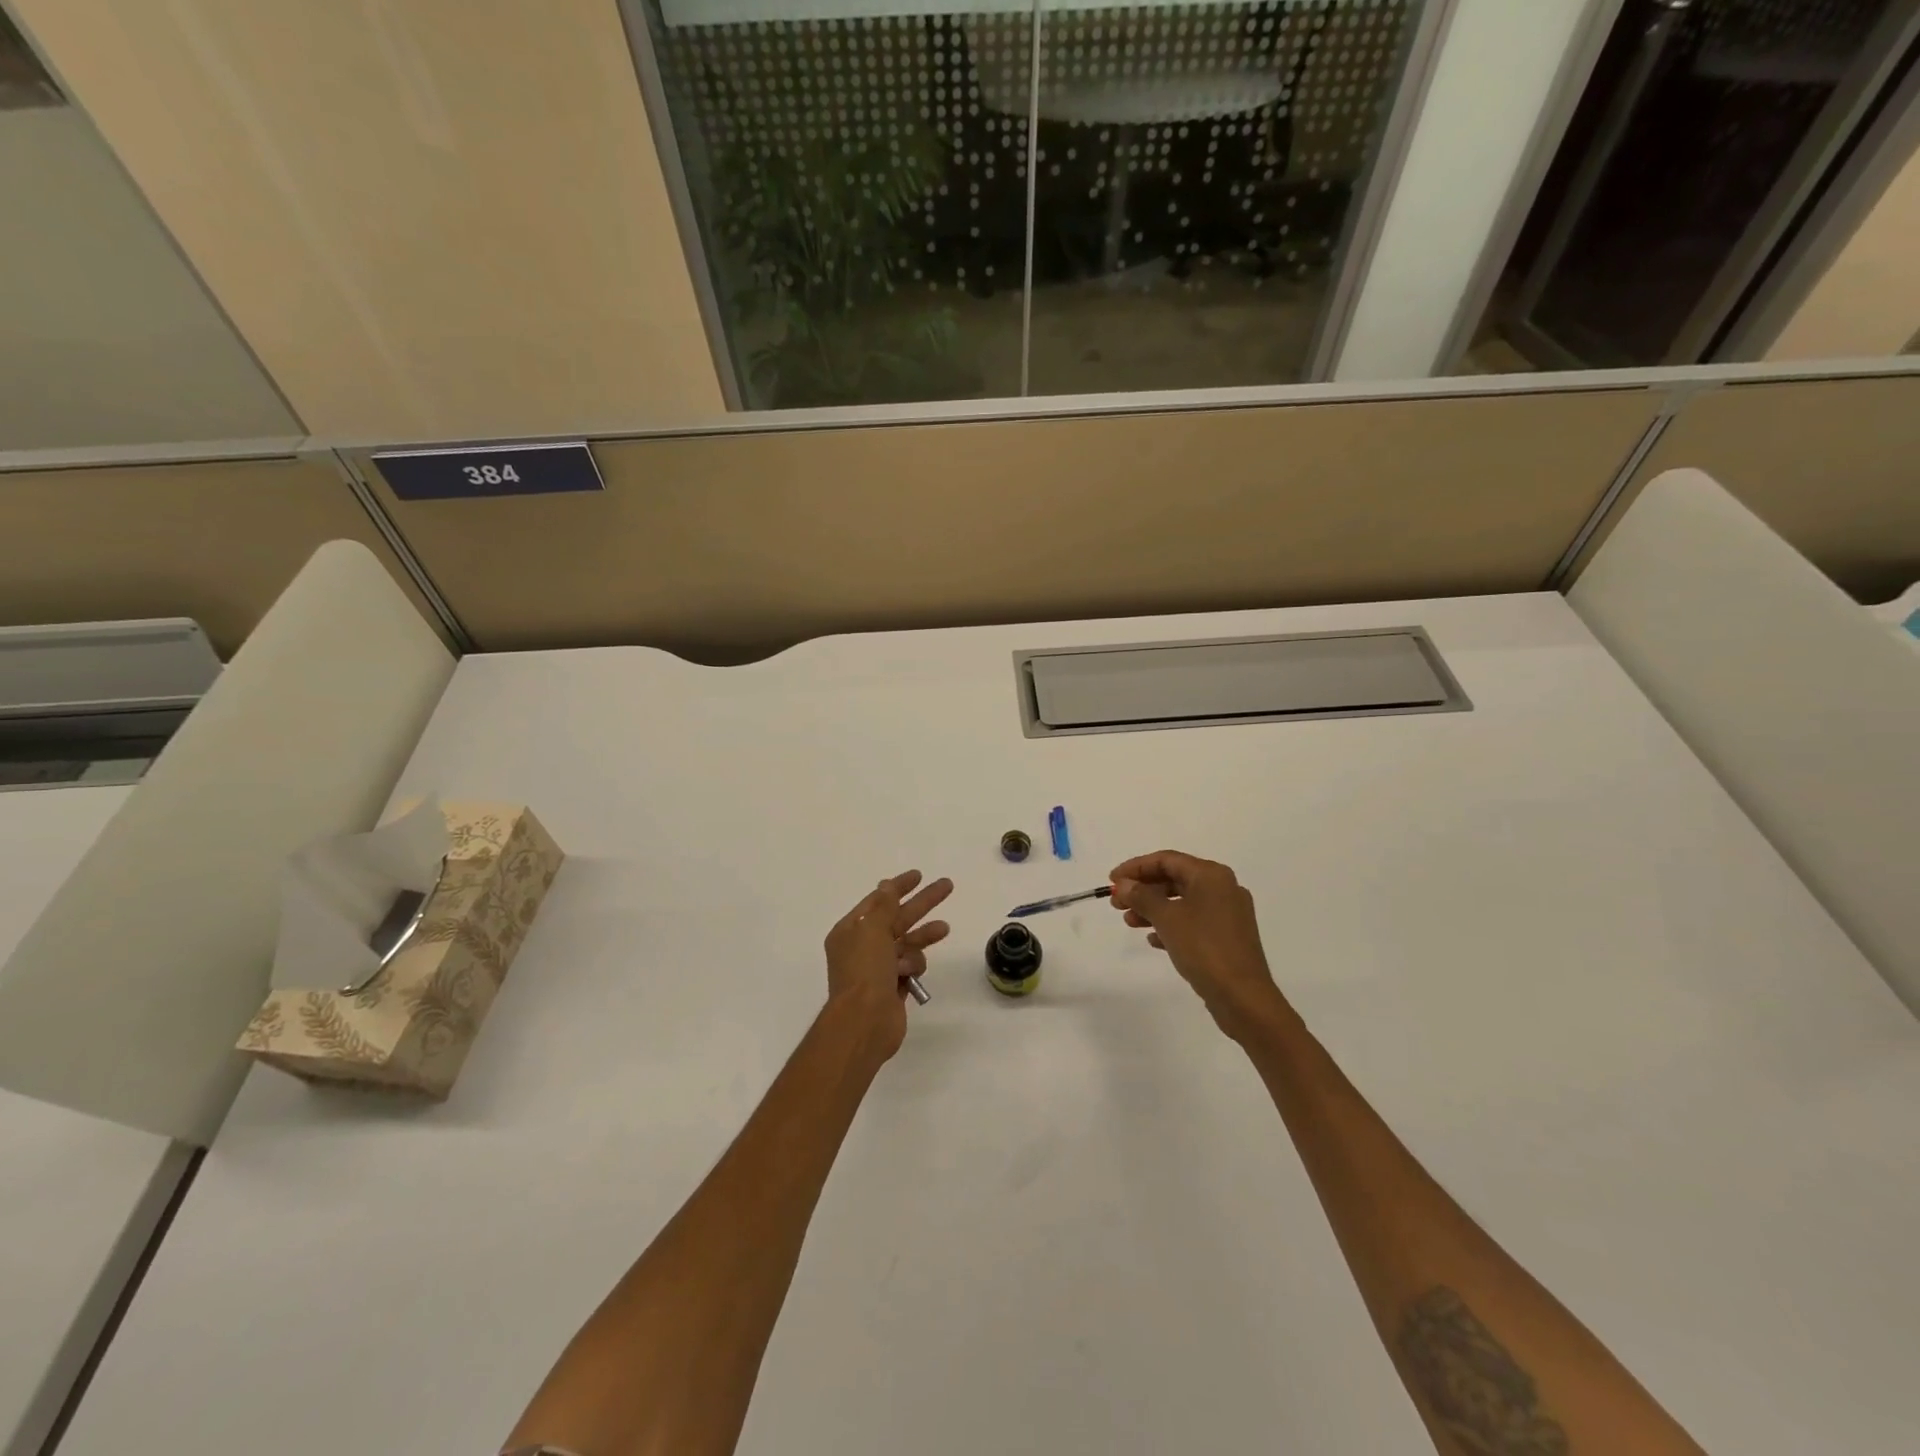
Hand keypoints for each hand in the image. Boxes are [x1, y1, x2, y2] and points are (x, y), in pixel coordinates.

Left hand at [824, 870, 952, 1059]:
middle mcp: (863, 947)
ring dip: (923, 936)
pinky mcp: (893, 987)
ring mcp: (878, 969)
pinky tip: (913, 973)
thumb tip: (886, 885)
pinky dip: (914, 966)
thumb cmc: (865, 971)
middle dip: (922, 904)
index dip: (898, 886)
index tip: (918, 875)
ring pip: (907, 944)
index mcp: (851, 931)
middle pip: (898, 918)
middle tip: (947, 886)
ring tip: (944, 929)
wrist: (864, 1022)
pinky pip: (911, 967)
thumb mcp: (872, 930)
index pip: (878, 900)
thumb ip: (884, 906)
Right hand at [1109, 851, 1284, 1040]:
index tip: (1112, 881)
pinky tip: (1153, 939)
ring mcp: (1228, 913)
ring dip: (1153, 909)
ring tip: (1129, 922)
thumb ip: (1141, 896)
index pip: (1166, 860)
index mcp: (1211, 875)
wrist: (1242, 996)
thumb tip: (1123, 885)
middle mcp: (1222, 888)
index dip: (1135, 867)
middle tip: (1117, 903)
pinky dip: (1171, 925)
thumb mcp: (1166, 918)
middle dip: (1143, 890)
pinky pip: (1193, 921)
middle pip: (1174, 879)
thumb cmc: (1203, 948)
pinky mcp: (1227, 937)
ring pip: (1182, 902)